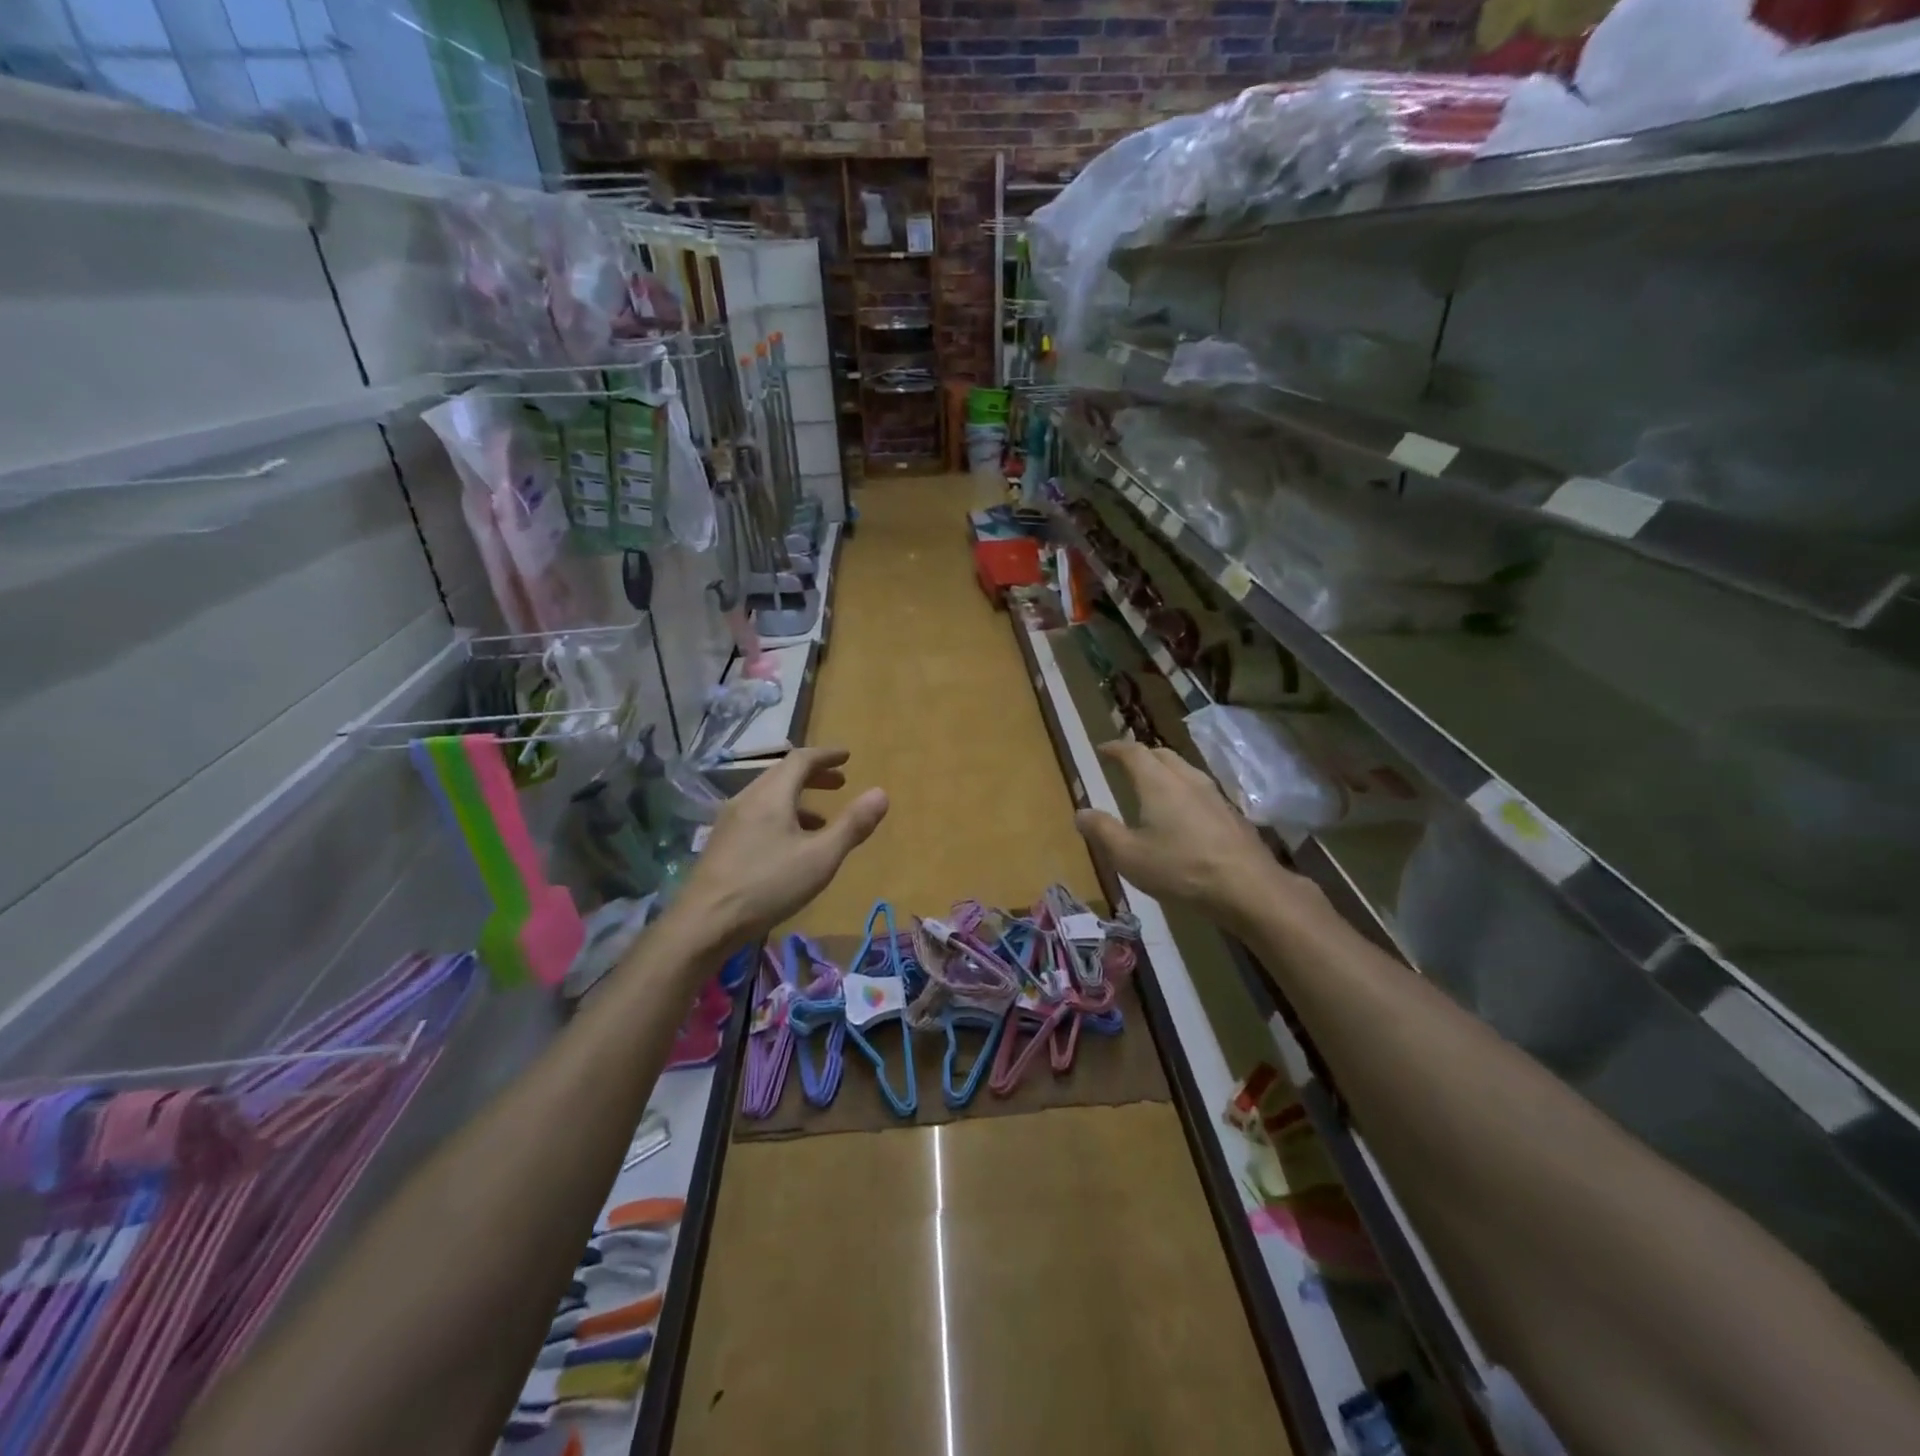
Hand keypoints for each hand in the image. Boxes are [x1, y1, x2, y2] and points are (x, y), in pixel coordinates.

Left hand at [670, 747, 887, 947]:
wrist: (704, 923)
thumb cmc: (768, 886)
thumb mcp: (821, 858)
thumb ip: (852, 825)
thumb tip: (881, 793)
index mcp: (772, 795)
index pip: (801, 760)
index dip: (826, 755)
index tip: (848, 756)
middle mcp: (747, 799)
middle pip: (782, 775)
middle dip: (814, 775)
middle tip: (840, 783)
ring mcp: (730, 821)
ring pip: (768, 796)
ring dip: (798, 798)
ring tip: (822, 819)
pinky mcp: (722, 843)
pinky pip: (757, 815)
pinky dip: (782, 816)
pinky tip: (790, 846)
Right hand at [1074, 741, 1321, 931]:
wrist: (1248, 887)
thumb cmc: (1181, 869)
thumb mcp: (1129, 856)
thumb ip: (1102, 831)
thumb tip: (1080, 812)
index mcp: (1158, 783)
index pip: (1133, 752)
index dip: (1115, 748)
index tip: (1102, 749)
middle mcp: (1187, 779)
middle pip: (1162, 755)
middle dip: (1141, 755)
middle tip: (1126, 765)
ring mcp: (1214, 795)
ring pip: (1184, 770)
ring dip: (1165, 771)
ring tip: (1153, 785)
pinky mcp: (1231, 814)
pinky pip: (1200, 789)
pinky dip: (1183, 790)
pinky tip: (1183, 812)